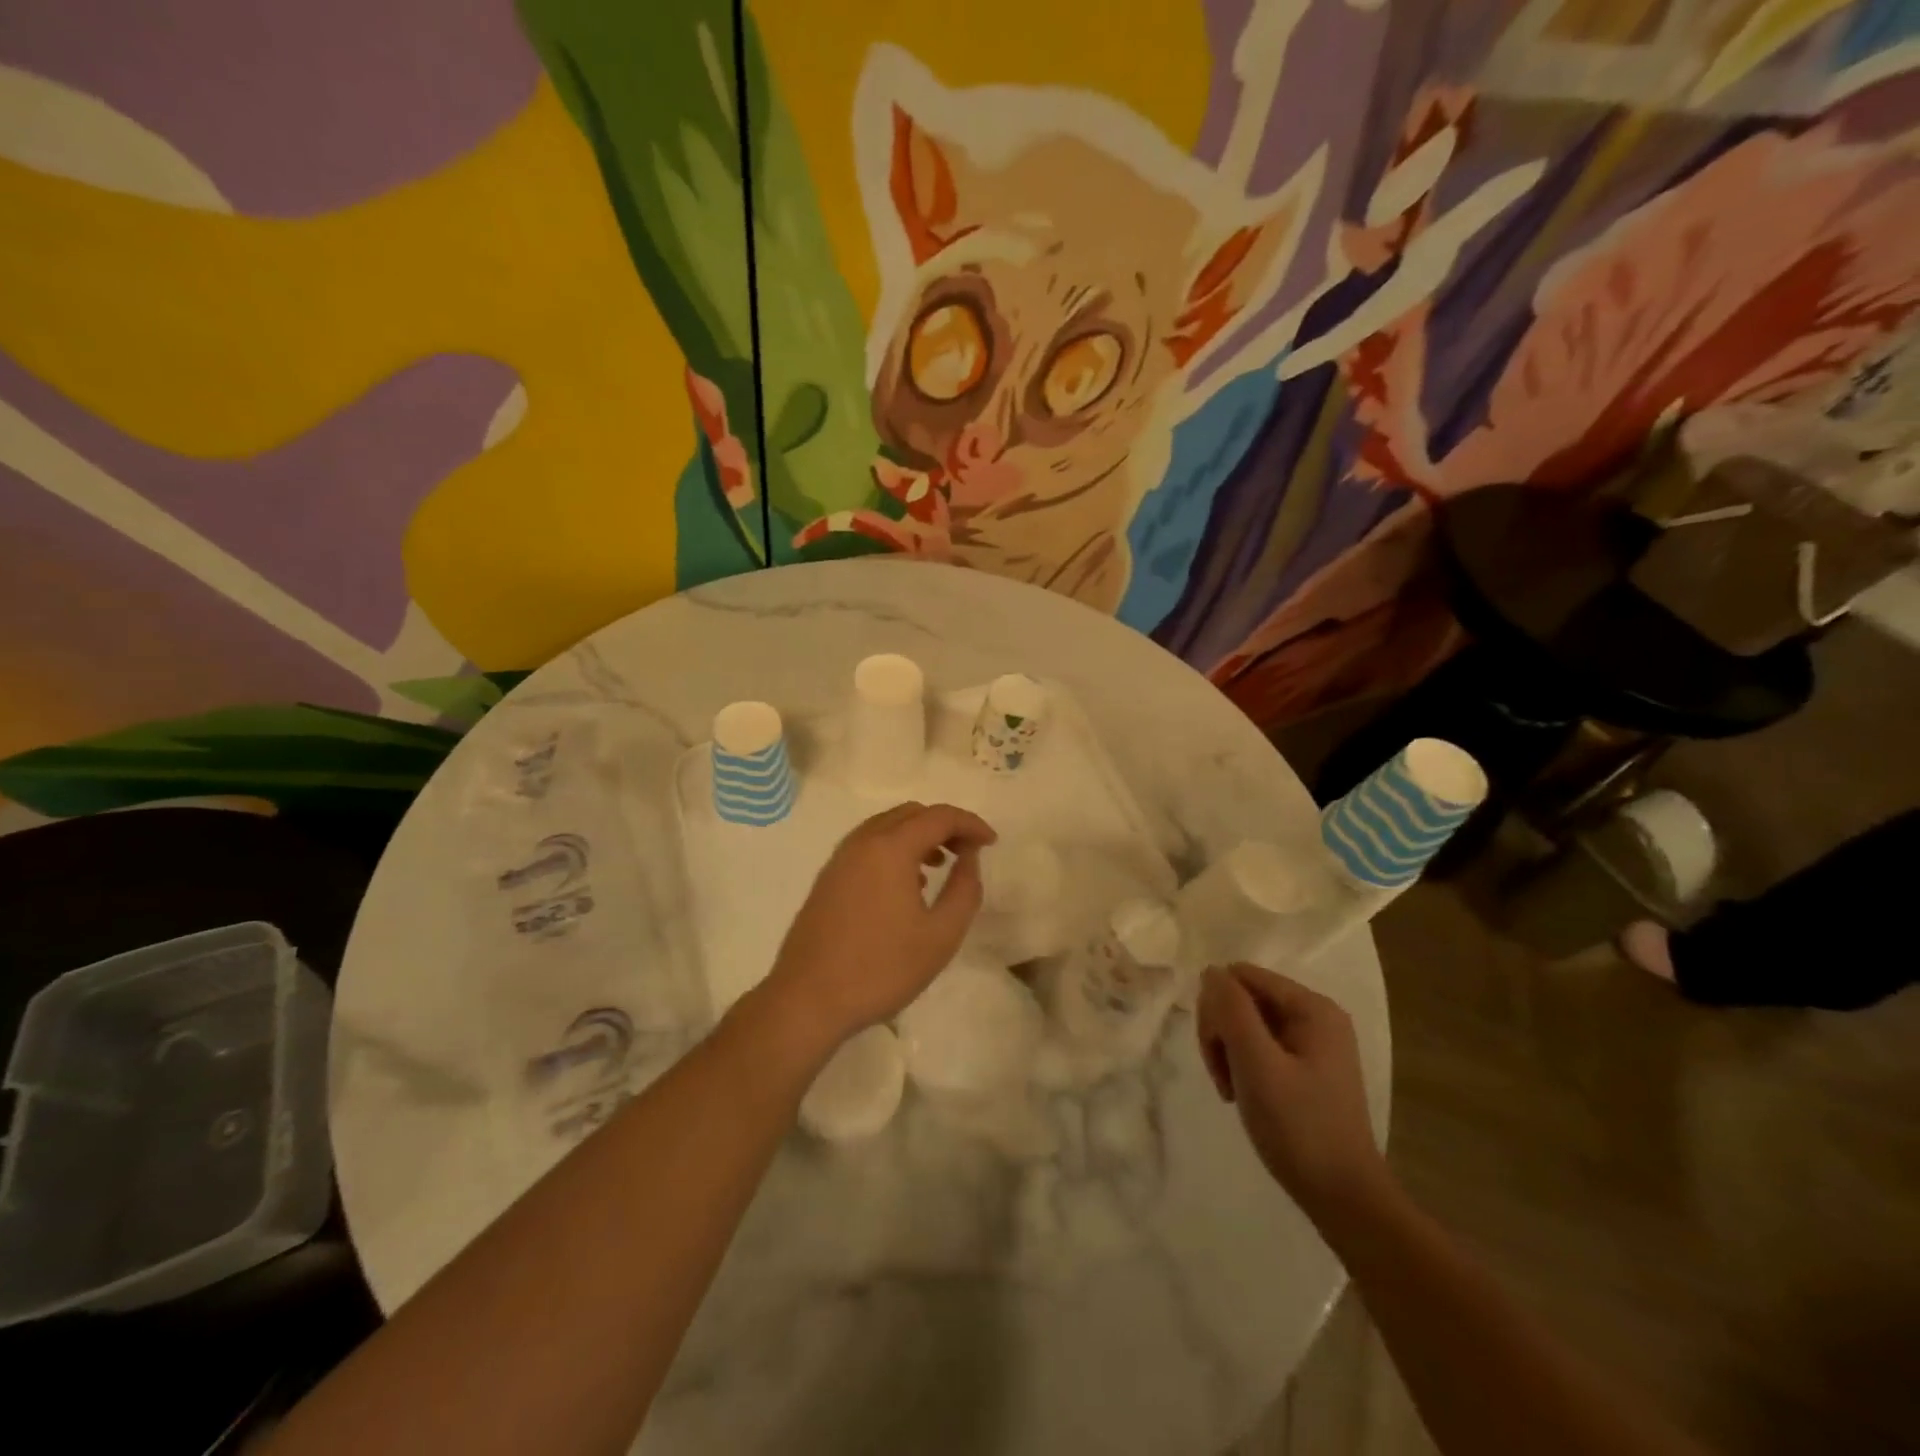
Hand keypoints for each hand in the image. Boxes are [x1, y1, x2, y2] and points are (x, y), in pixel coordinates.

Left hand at [760, 802, 996, 1053]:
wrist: (808, 999)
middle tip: (968, 851)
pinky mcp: (828, 879)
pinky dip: (894, 850)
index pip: (939, 816)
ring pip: (886, 828)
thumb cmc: (882, 968)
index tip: (991, 843)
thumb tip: (969, 857)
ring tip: (941, 865)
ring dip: (918, 836)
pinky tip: (907, 886)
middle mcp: (862, 842)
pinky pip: (868, 846)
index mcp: (890, 848)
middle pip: (910, 814)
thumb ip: (964, 889)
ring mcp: (840, 859)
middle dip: (944, 825)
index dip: (970, 824)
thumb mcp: (941, 935)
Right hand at [1196, 963, 1387, 1221]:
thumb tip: (1211, 971)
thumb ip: (1231, 1010)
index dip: (1217, 1007)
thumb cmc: (1299, 1128)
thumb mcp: (1257, 1064)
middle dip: (1221, 1031)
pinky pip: (1260, 1045)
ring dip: (1228, 1051)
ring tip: (1232, 1090)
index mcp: (1311, 1007)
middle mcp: (1315, 1016)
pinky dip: (1242, 1065)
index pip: (1241, 976)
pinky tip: (1244, 1094)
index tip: (1216, 1053)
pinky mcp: (1306, 1067)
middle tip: (1222, 1076)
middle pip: (1243, 997)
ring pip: (1246, 1022)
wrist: (1343, 1199)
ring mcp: (1312, 1042)